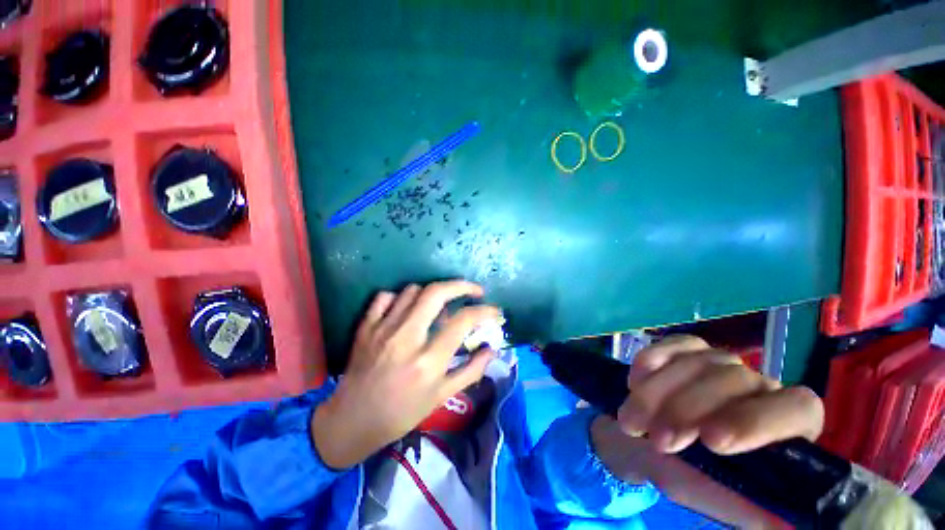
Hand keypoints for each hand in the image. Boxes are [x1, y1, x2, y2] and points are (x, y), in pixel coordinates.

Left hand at [312, 281, 499, 468]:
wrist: (351, 422)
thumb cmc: (401, 414)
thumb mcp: (441, 397)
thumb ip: (471, 370)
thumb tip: (492, 348)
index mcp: (428, 361)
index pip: (463, 321)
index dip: (485, 311)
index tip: (494, 311)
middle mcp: (405, 338)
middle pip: (436, 293)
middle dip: (462, 285)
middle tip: (474, 291)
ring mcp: (382, 329)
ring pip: (413, 290)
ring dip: (433, 293)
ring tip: (440, 306)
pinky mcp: (365, 326)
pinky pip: (386, 297)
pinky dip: (401, 298)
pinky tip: (407, 310)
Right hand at [591, 335, 823, 527]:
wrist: (648, 440)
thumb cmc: (691, 477)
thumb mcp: (716, 498)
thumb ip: (748, 507)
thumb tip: (789, 523)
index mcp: (785, 426)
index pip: (798, 408)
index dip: (757, 422)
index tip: (711, 442)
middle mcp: (758, 386)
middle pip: (733, 381)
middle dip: (687, 411)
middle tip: (657, 441)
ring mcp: (720, 361)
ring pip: (695, 363)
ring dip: (656, 394)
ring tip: (631, 424)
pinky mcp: (687, 346)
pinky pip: (671, 345)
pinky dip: (650, 362)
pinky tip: (633, 383)